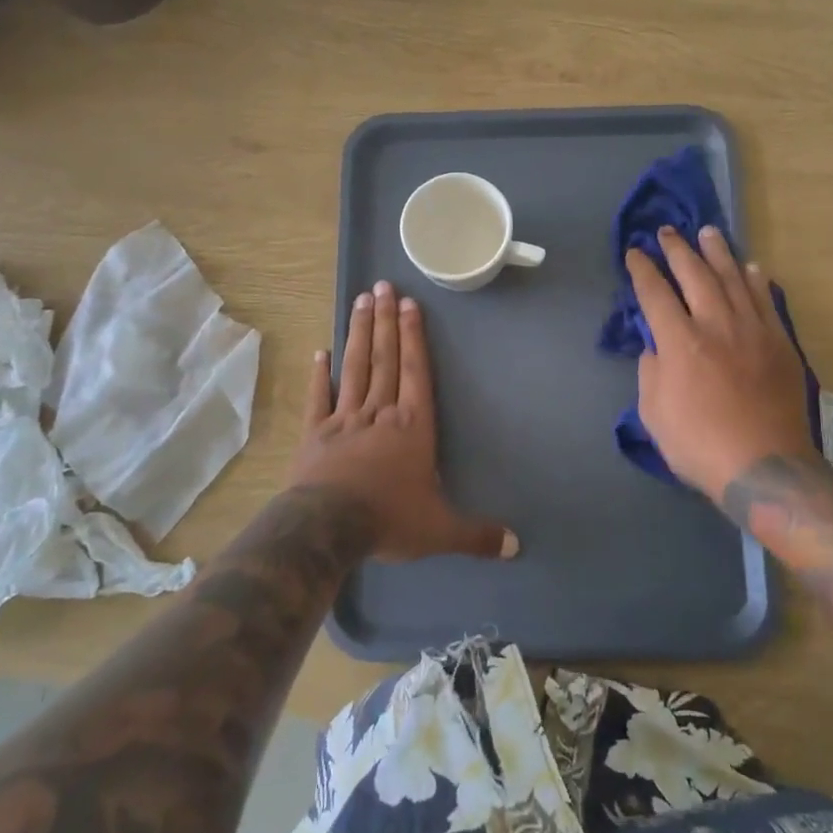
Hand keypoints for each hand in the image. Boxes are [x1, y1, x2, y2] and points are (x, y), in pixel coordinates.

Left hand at [290, 280, 517, 563]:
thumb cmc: (389, 519)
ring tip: (360, 300)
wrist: (328, 527)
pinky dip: (320, 375)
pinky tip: (321, 351)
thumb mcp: (439, 530)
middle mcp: (380, 413)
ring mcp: (344, 419)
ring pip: (355, 368)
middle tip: (382, 285)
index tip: (409, 304)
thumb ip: (476, 534)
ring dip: (358, 333)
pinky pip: (319, 398)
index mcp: (412, 427)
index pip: (415, 372)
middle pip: (384, 358)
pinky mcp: (315, 433)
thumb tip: (516, 546)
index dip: (413, 337)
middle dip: (385, 321)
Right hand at [627, 227, 814, 500]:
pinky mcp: (779, 342)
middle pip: (694, 274)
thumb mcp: (653, 414)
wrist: (764, 466)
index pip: (655, 294)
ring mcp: (752, 330)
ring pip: (733, 278)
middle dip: (677, 249)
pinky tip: (751, 267)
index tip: (634, 252)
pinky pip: (766, 300)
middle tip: (666, 231)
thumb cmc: (699, 444)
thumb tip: (656, 348)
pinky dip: (756, 280)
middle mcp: (715, 324)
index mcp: (680, 342)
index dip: (642, 270)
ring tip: (708, 232)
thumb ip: (650, 372)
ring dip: (718, 252)